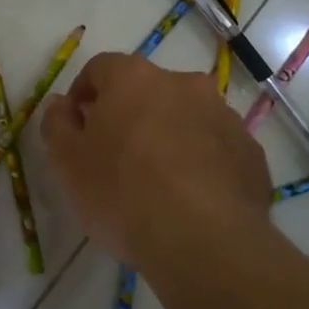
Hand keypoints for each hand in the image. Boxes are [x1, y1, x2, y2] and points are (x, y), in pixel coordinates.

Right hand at [40, 52, 270, 271]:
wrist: (205, 240)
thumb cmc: (123, 193)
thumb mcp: (68, 163)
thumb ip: (57, 124)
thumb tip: (61, 104)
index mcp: (134, 78)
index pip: (99, 68)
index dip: (83, 95)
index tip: (76, 128)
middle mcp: (183, 84)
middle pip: (146, 90)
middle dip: (129, 115)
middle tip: (115, 156)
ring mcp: (223, 115)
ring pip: (185, 117)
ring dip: (168, 136)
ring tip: (157, 182)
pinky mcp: (250, 151)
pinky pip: (215, 148)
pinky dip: (201, 162)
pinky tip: (191, 198)